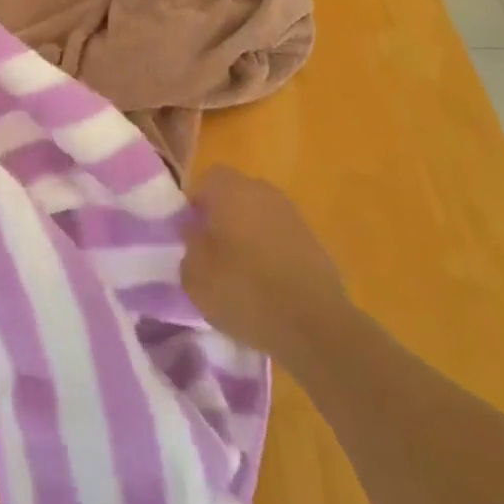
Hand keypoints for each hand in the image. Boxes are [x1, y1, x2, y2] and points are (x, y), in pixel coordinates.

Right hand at [181, 167, 349, 365]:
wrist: (313, 324)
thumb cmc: (244, 291)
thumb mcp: (195, 275)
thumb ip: (189, 245)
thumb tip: (195, 232)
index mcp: (231, 191)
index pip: (207, 179)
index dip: (196, 203)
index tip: (190, 231)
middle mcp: (264, 193)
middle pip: (236, 194)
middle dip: (222, 215)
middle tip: (211, 249)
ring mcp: (293, 215)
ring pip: (260, 214)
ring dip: (248, 233)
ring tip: (238, 269)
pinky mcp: (314, 241)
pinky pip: (280, 236)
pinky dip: (270, 251)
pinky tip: (266, 282)